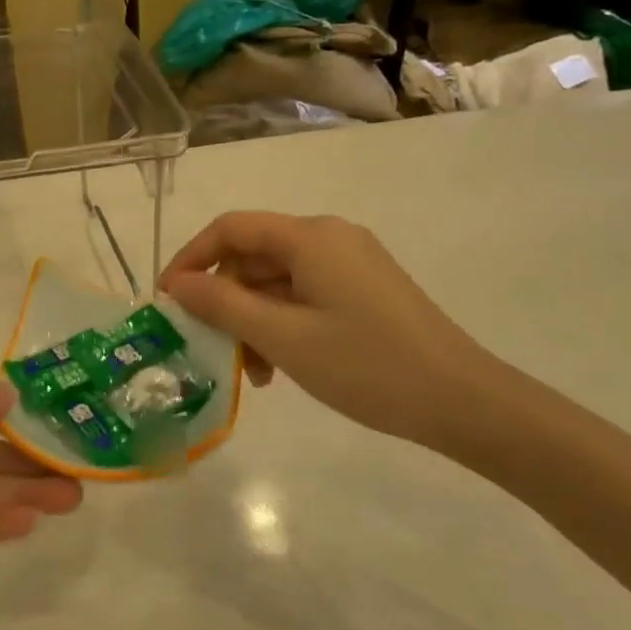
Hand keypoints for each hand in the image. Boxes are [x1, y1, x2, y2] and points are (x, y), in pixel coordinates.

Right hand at [159, 212, 497, 452]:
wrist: (463, 401)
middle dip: (225, 300)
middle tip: (211, 348)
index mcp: (310, 237)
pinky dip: (281, 324)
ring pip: (277, 281)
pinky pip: (304, 295)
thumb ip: (222, 304)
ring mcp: (350, 264)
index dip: (191, 258)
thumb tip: (176, 284)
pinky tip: (280, 366)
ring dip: (252, 319)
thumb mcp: (283, 337)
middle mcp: (329, 238)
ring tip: (252, 372)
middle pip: (254, 256)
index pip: (230, 229)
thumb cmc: (366, 365)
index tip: (168, 301)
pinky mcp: (364, 290)